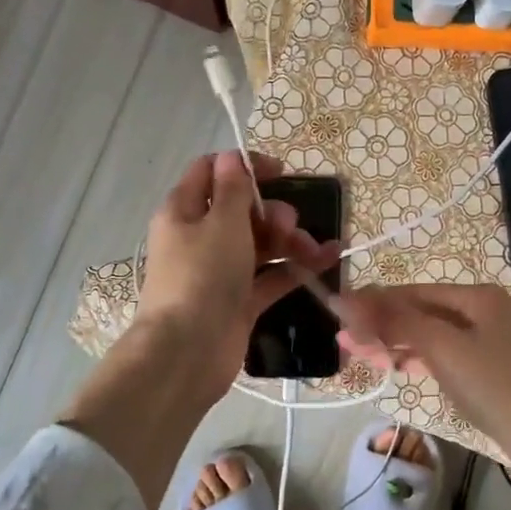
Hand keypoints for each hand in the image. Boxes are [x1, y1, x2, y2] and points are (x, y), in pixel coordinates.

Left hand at [134, 151, 337, 406]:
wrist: (187, 353)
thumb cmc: (201, 276)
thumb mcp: (221, 223)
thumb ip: (233, 189)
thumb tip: (232, 157)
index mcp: (183, 211)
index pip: (210, 172)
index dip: (244, 167)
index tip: (280, 172)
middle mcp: (199, 238)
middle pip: (241, 210)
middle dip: (273, 211)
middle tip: (290, 223)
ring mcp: (220, 271)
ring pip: (260, 243)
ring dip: (290, 240)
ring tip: (315, 249)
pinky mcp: (239, 301)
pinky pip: (271, 275)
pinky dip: (295, 267)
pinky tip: (327, 260)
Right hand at [340, 283, 510, 509]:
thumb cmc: (499, 387)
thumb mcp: (444, 348)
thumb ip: (396, 321)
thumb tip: (348, 298)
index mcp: (475, 296)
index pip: (410, 291)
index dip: (372, 302)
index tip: (334, 316)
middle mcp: (480, 310)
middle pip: (418, 311)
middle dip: (380, 324)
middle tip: (343, 344)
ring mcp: (484, 341)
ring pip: (427, 334)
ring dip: (394, 342)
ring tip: (359, 356)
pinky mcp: (485, 370)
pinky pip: (441, 355)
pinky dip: (416, 359)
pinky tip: (396, 367)